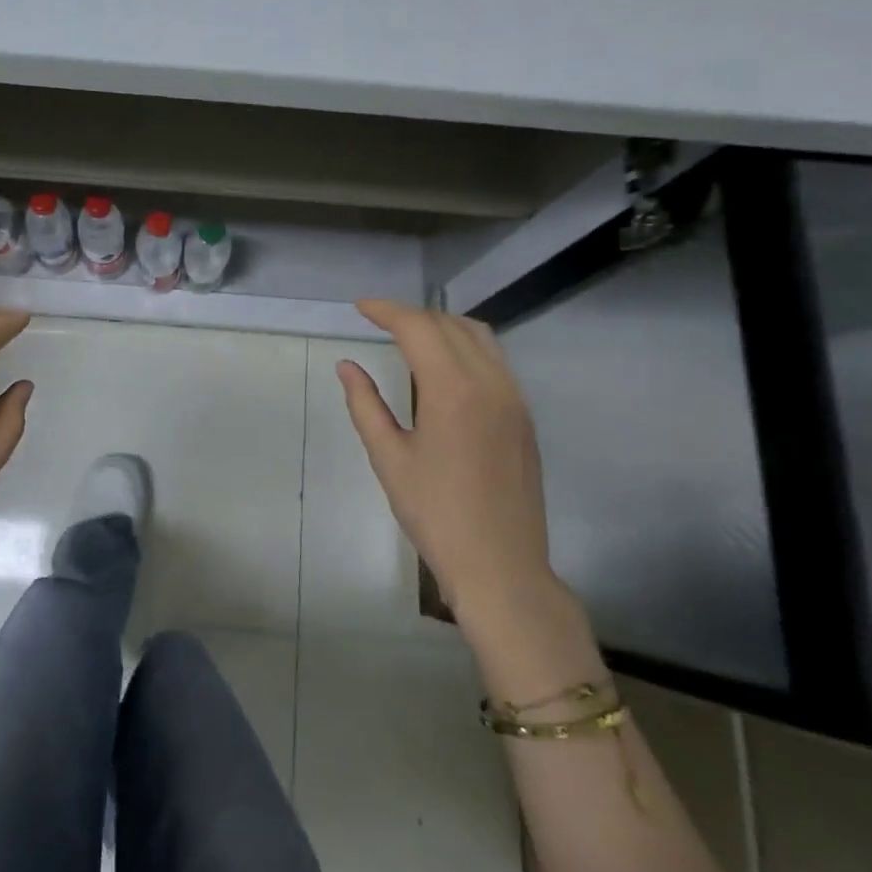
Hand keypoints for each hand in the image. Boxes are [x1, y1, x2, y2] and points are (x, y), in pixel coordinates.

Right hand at [337, 300, 559, 640]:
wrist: (500, 564)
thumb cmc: (435, 514)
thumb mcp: (389, 459)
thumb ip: (366, 405)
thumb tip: (347, 366)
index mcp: (453, 391)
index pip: (419, 328)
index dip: (386, 310)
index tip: (359, 307)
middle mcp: (491, 382)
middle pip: (449, 325)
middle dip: (411, 315)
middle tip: (377, 320)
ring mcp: (514, 397)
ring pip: (479, 336)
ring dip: (442, 325)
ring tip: (409, 334)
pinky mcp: (523, 414)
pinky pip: (495, 359)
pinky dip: (465, 345)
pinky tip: (444, 364)